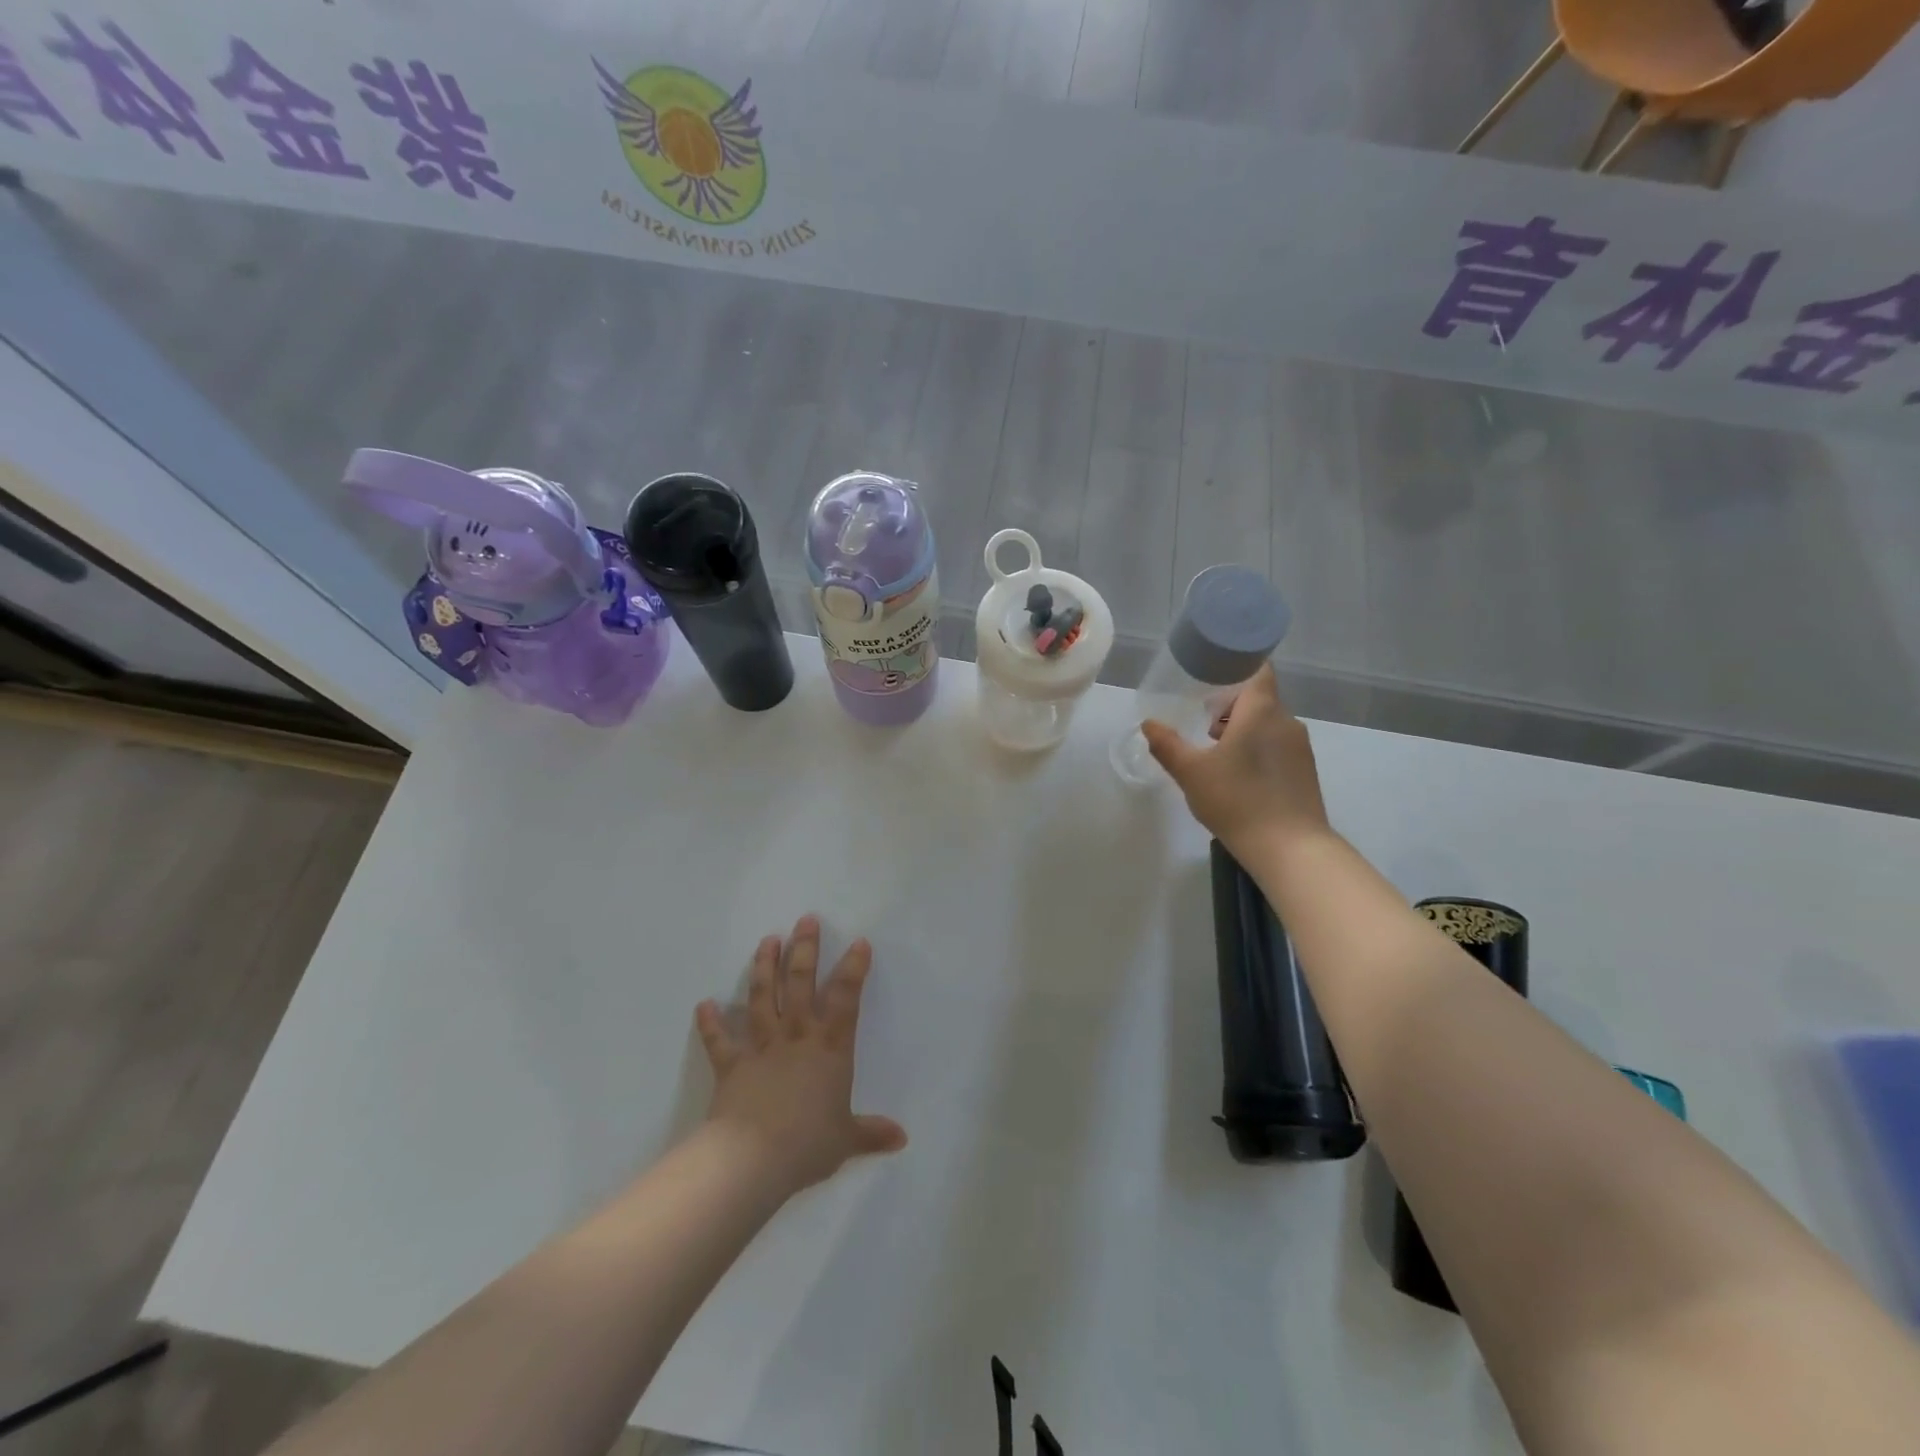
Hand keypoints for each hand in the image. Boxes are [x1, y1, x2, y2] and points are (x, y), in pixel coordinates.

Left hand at [694, 915, 906, 1195]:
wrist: (752, 1159)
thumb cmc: (807, 1144)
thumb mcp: (845, 1140)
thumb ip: (871, 1133)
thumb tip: (902, 1139)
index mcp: (829, 1049)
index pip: (845, 999)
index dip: (853, 969)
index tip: (859, 942)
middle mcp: (796, 1037)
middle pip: (799, 984)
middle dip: (804, 949)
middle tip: (805, 920)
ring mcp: (761, 1047)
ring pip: (762, 998)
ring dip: (764, 967)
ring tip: (766, 940)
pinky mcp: (731, 1065)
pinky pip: (719, 1040)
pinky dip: (710, 1023)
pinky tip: (703, 1004)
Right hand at [1142, 664, 1332, 856]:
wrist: (1290, 848)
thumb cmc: (1237, 800)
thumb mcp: (1191, 772)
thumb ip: (1167, 745)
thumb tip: (1148, 724)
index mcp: (1261, 711)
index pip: (1258, 670)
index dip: (1236, 668)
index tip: (1211, 679)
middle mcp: (1286, 721)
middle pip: (1259, 698)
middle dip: (1231, 706)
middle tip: (1202, 724)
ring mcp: (1300, 748)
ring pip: (1268, 724)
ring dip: (1243, 730)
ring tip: (1216, 754)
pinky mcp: (1305, 772)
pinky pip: (1278, 747)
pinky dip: (1258, 750)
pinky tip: (1238, 778)